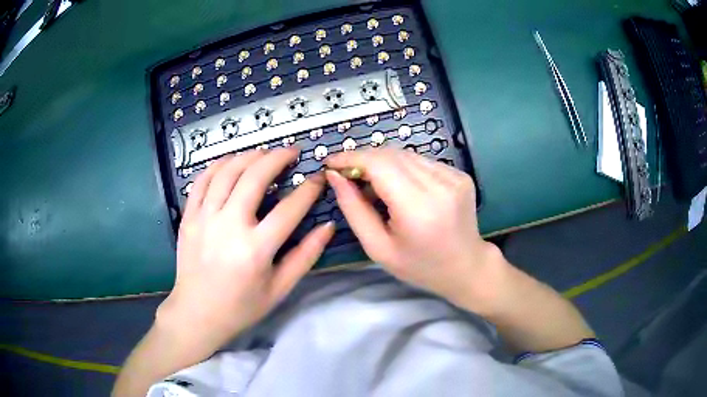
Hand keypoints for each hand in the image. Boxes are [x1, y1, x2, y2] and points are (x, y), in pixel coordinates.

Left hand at [157, 148, 333, 352]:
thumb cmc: (242, 306)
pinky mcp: (188, 218)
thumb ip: (305, 256)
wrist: (197, 313)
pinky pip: (201, 181)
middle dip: (277, 157)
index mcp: (255, 249)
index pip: (289, 209)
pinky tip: (230, 162)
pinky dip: (217, 165)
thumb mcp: (280, 288)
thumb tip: (328, 226)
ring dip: (248, 156)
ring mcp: (204, 219)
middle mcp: (229, 227)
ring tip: (263, 153)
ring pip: (226, 172)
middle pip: (254, 177)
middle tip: (291, 151)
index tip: (318, 177)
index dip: (309, 189)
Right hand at [325, 149, 504, 310]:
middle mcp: (440, 185)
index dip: (351, 157)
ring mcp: (454, 176)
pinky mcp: (459, 174)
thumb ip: (353, 209)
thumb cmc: (419, 266)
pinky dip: (403, 168)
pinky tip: (399, 188)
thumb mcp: (378, 248)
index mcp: (418, 208)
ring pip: (405, 154)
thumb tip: (335, 176)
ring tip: (373, 186)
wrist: (466, 267)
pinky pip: (421, 161)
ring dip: (382, 164)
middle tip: (347, 176)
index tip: (331, 163)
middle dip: (363, 160)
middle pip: (391, 154)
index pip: (379, 164)